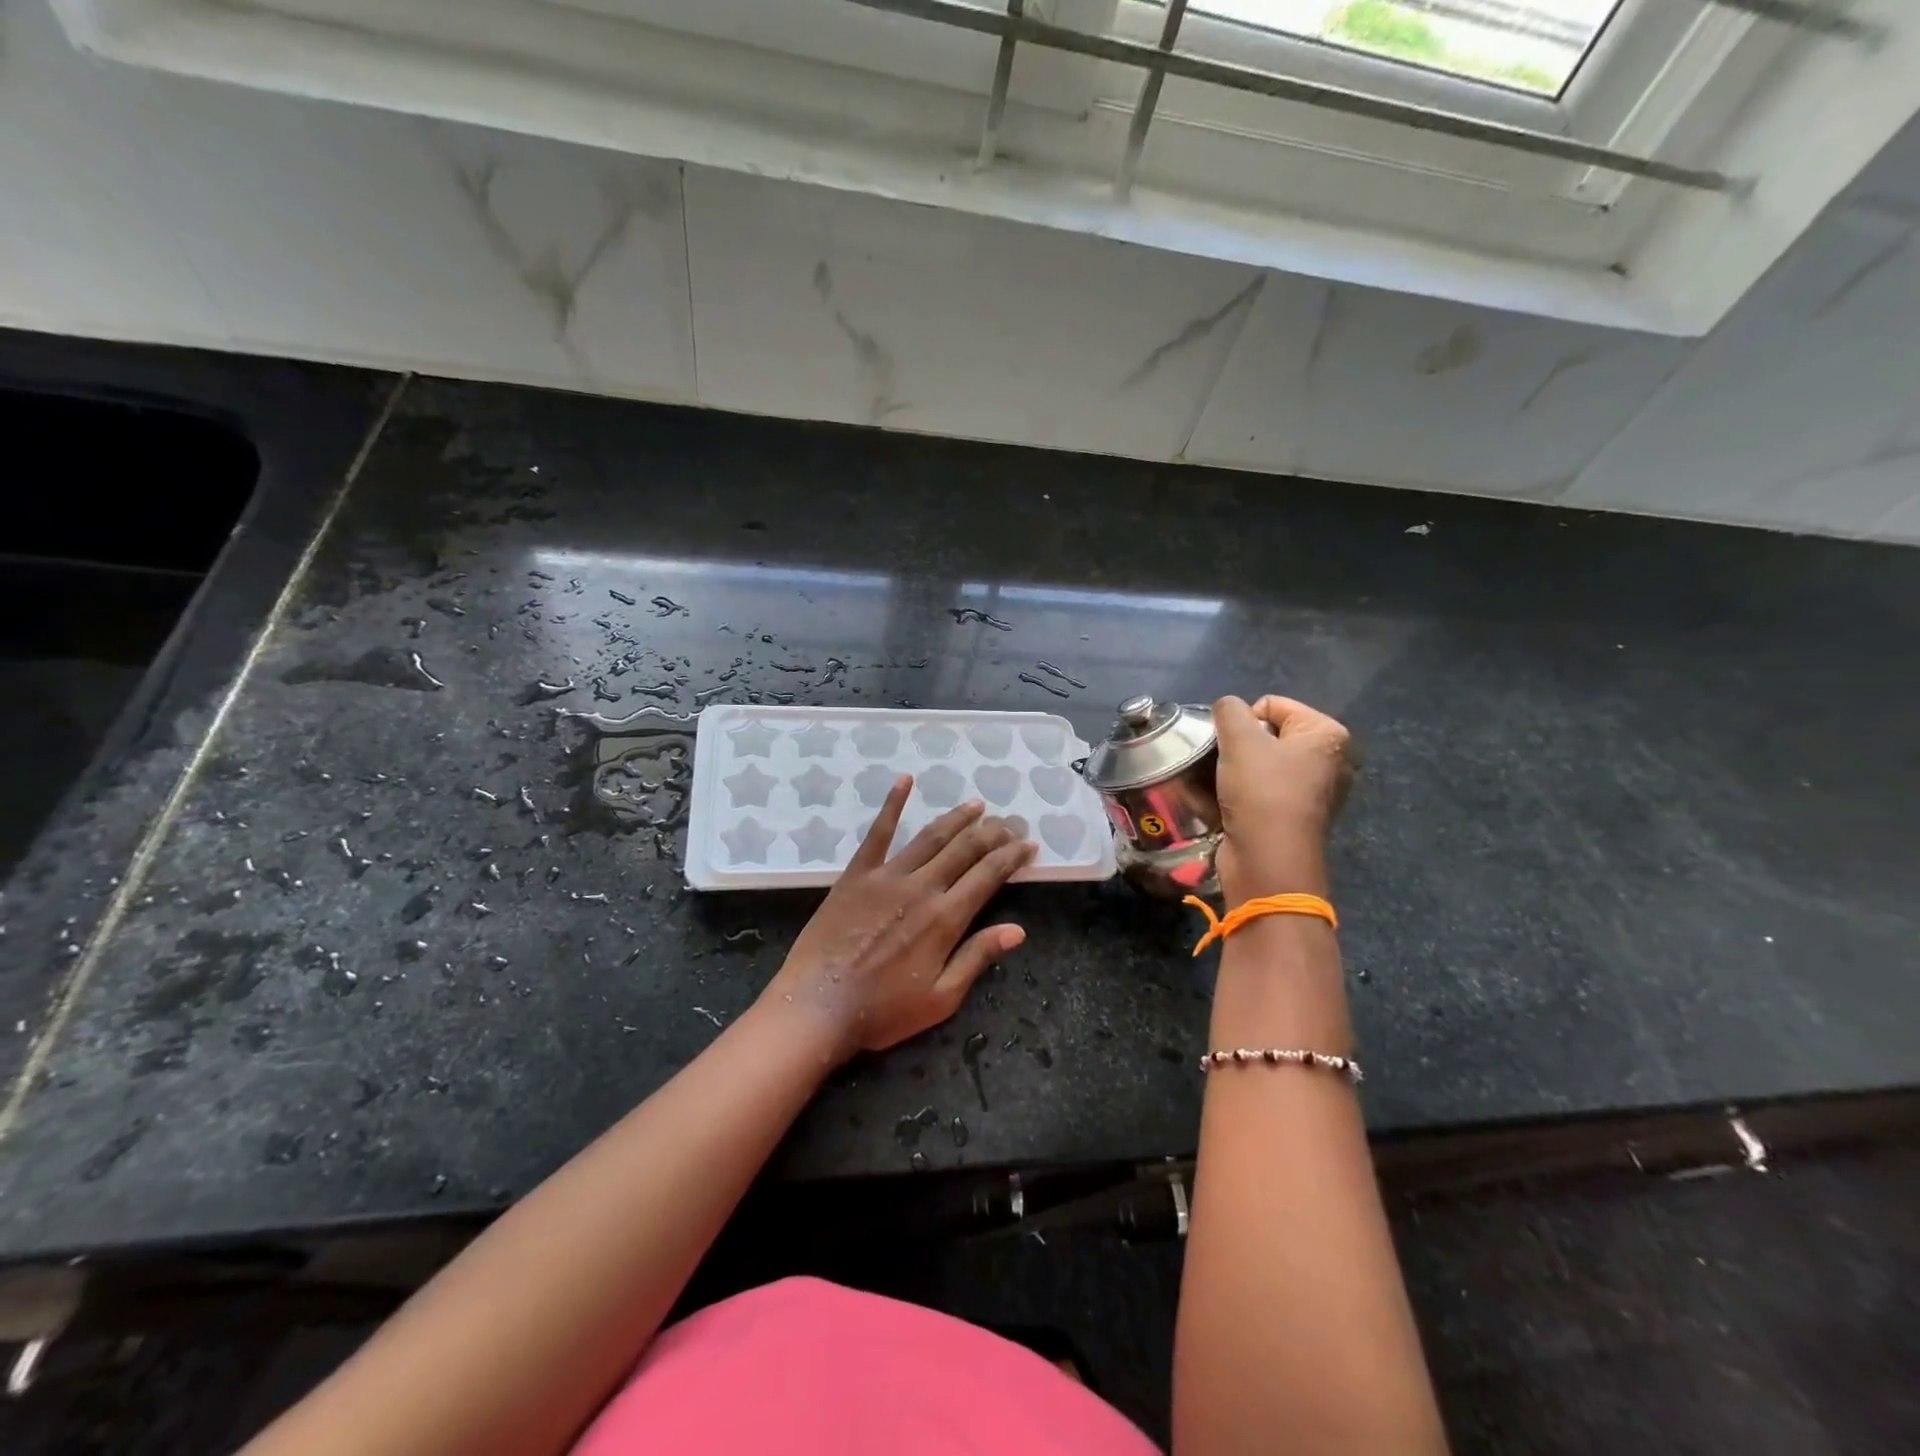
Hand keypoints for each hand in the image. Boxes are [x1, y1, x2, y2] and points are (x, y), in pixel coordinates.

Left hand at [760, 777, 1035, 1063]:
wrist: (818, 1006)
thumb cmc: (883, 1011)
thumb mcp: (941, 998)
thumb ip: (977, 957)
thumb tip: (1018, 929)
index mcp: (945, 918)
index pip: (988, 876)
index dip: (1012, 857)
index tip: (1028, 844)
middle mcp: (921, 888)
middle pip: (964, 850)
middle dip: (991, 833)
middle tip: (1008, 823)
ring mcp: (887, 876)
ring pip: (930, 837)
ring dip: (956, 818)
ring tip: (975, 805)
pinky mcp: (857, 874)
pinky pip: (878, 833)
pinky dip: (893, 804)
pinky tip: (905, 781)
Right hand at [1212, 695, 1352, 900]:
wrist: (1268, 861)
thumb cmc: (1261, 792)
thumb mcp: (1239, 740)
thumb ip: (1229, 711)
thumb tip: (1227, 708)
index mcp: (1327, 734)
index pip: (1271, 705)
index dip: (1244, 721)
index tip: (1233, 747)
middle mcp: (1329, 759)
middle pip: (1268, 734)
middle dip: (1240, 746)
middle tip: (1226, 766)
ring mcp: (1315, 791)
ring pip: (1262, 764)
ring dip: (1238, 771)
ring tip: (1223, 785)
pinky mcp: (1296, 816)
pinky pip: (1263, 790)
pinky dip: (1244, 793)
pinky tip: (1230, 803)